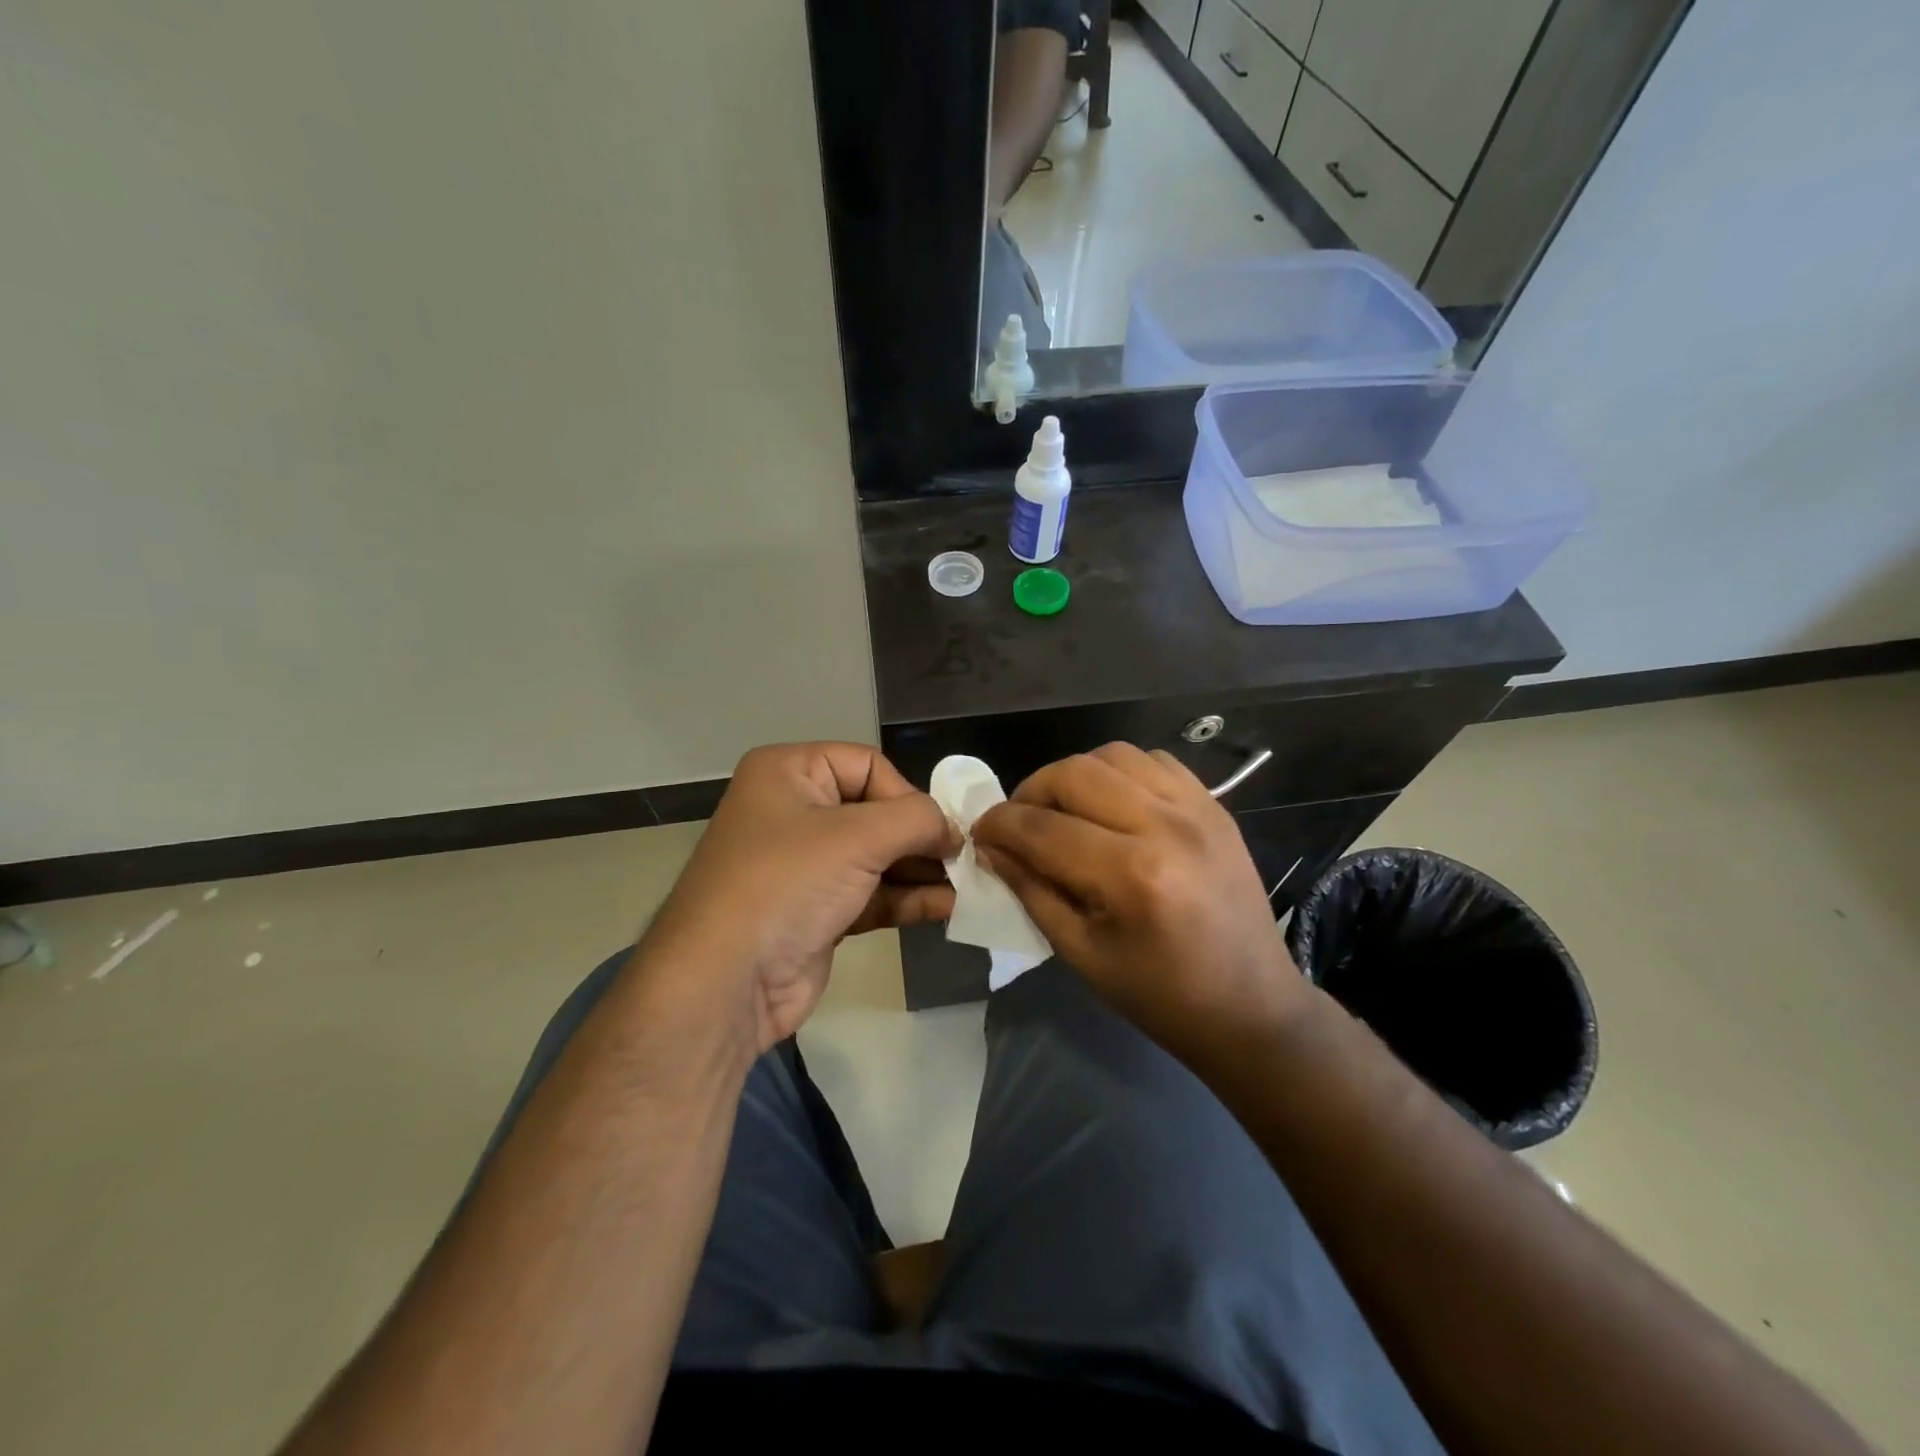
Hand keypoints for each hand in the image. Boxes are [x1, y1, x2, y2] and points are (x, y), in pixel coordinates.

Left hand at [642, 743, 958, 1053]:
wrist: (724, 983)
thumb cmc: (787, 884)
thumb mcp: (858, 836)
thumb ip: (918, 820)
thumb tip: (954, 830)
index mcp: (789, 773)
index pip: (867, 764)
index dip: (907, 794)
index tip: (940, 829)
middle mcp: (794, 811)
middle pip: (876, 811)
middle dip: (921, 837)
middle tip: (964, 858)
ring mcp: (804, 865)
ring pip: (877, 857)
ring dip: (920, 870)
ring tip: (967, 885)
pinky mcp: (816, 911)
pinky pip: (870, 894)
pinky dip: (906, 898)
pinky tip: (946, 907)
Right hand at [973, 742, 1307, 1062]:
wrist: (1251, 1006)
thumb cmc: (1160, 996)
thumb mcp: (1080, 953)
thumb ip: (1030, 890)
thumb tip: (990, 847)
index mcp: (1131, 875)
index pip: (1042, 827)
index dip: (999, 825)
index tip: (980, 832)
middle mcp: (1165, 826)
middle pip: (1074, 773)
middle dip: (1031, 792)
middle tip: (1018, 823)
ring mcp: (1197, 809)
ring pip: (1113, 755)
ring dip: (1074, 776)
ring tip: (1063, 810)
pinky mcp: (1214, 806)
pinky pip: (1154, 761)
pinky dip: (1120, 772)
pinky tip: (1112, 804)